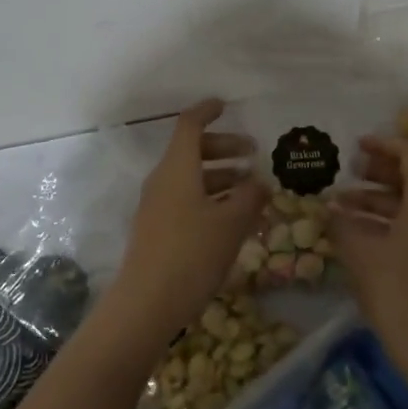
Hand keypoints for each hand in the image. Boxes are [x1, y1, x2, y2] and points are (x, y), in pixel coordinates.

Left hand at [102, 99, 269, 351]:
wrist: (146, 303)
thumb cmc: (192, 253)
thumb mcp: (231, 223)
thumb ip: (251, 197)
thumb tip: (262, 182)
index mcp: (177, 168)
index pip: (189, 125)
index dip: (207, 111)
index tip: (225, 105)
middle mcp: (163, 180)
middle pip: (192, 150)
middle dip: (224, 148)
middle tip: (253, 154)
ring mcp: (156, 205)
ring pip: (190, 177)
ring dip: (220, 176)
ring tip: (250, 190)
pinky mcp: (157, 229)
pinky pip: (185, 200)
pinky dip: (210, 198)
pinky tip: (232, 219)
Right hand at [327, 135, 407, 385]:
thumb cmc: (399, 293)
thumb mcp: (361, 254)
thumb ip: (343, 223)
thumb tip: (330, 208)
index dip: (382, 144)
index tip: (355, 147)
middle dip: (378, 172)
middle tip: (348, 173)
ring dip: (379, 200)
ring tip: (342, 206)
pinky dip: (390, 221)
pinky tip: (359, 233)